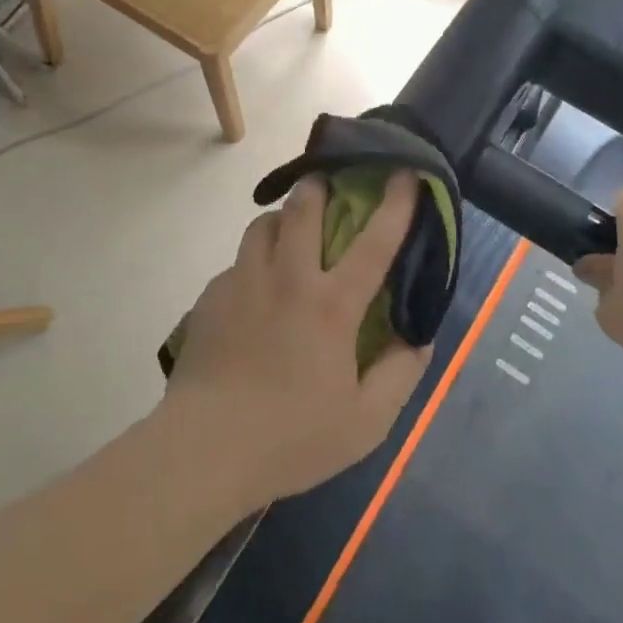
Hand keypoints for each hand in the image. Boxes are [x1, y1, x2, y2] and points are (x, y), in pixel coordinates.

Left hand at [163, 172, 431, 509]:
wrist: (203, 451)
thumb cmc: (291, 437)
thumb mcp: (366, 422)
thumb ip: (400, 374)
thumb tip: (420, 337)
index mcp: (331, 305)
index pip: (374, 241)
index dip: (396, 203)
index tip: (406, 172)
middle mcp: (287, 279)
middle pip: (303, 208)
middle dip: (319, 185)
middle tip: (329, 185)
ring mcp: (242, 283)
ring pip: (263, 225)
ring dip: (282, 219)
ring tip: (290, 235)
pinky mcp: (209, 298)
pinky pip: (236, 263)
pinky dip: (252, 263)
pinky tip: (253, 293)